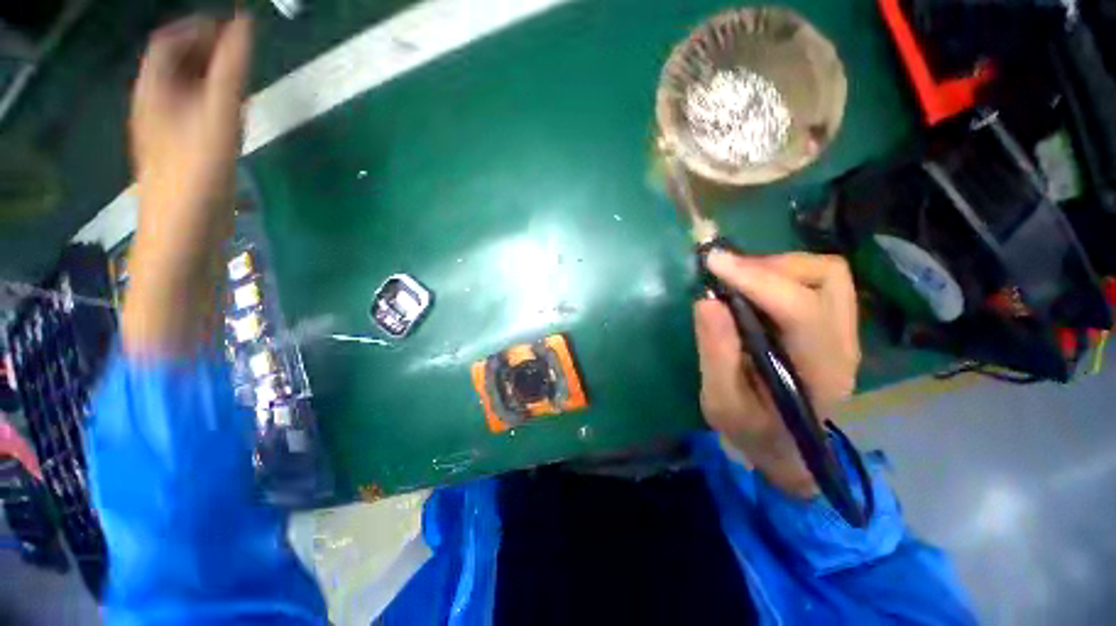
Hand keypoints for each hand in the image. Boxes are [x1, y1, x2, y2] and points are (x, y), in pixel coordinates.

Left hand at [131, 14, 250, 237]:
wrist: (184, 227)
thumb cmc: (198, 169)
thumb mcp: (219, 114)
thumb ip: (232, 67)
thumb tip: (244, 22)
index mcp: (154, 87)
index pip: (169, 39)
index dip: (199, 26)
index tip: (233, 28)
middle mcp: (154, 101)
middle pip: (174, 62)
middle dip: (205, 51)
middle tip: (240, 54)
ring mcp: (164, 127)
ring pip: (183, 88)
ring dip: (209, 77)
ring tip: (240, 82)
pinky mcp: (178, 149)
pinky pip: (191, 111)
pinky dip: (210, 102)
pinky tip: (230, 115)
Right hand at [694, 251, 859, 496]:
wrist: (783, 446)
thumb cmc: (751, 430)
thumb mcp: (721, 402)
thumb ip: (716, 354)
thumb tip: (706, 300)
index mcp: (819, 372)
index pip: (801, 309)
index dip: (756, 279)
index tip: (713, 262)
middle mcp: (843, 346)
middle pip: (827, 278)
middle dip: (770, 267)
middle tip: (726, 274)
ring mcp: (844, 334)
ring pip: (826, 273)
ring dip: (777, 267)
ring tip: (738, 279)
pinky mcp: (832, 327)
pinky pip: (816, 282)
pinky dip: (781, 274)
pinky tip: (753, 289)